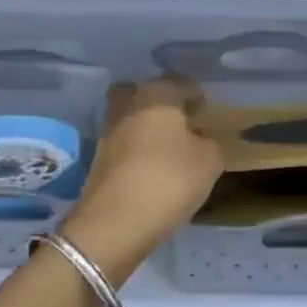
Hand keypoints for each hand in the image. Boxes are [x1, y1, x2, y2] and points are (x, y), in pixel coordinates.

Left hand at [60, 78, 223, 279]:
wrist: (115, 222)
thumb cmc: (169, 180)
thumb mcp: (209, 162)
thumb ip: (211, 144)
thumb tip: (202, 141)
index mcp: (156, 96)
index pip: (179, 83)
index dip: (195, 95)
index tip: (205, 111)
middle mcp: (126, 107)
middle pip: (140, 93)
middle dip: (157, 103)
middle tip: (177, 122)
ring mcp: (106, 134)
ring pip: (128, 119)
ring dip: (144, 129)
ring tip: (166, 151)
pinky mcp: (96, 162)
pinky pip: (121, 146)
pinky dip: (134, 152)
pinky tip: (149, 170)